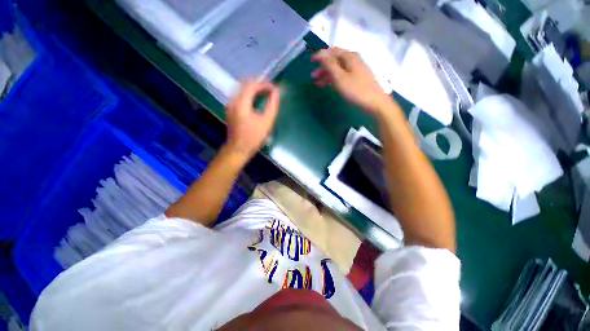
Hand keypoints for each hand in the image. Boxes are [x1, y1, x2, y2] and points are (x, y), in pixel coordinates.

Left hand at [225, 80, 280, 158]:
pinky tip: (256, 101)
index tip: (275, 89)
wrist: (238, 149)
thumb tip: (277, 92)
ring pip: (242, 90)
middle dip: (259, 84)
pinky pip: (240, 96)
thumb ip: (272, 105)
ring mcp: (230, 105)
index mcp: (241, 103)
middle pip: (245, 85)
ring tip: (266, 93)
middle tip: (271, 89)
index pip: (252, 85)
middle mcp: (233, 101)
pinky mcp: (230, 110)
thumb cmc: (254, 137)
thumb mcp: (266, 122)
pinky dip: (249, 95)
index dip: (265, 84)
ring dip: (254, 89)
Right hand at [311, 48, 389, 113]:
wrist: (374, 102)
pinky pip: (343, 76)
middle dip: (323, 67)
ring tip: (318, 83)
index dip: (321, 55)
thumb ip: (329, 65)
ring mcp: (356, 70)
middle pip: (335, 61)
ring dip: (327, 75)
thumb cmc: (356, 89)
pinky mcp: (357, 79)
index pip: (332, 52)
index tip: (311, 61)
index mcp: (349, 57)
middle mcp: (353, 60)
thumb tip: (321, 54)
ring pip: (338, 69)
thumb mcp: (340, 77)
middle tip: (313, 76)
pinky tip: (329, 85)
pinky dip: (334, 80)